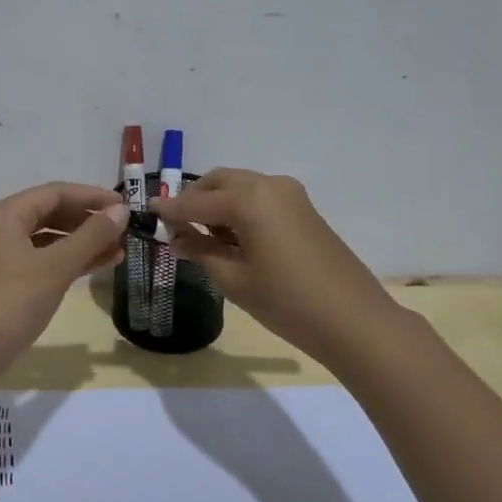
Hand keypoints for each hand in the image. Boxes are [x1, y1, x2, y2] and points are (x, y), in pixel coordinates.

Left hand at [0, 181, 128, 367]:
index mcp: (5, 214)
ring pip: (46, 239)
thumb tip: (121, 212)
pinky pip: (39, 259)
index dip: (92, 197)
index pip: (55, 193)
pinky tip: (94, 268)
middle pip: (50, 213)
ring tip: (118, 251)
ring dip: (81, 243)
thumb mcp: (56, 267)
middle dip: (88, 221)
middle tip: (124, 231)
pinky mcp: (1, 280)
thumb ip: (91, 237)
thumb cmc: (12, 303)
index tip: (125, 207)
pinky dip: (65, 261)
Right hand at [151, 168, 404, 364]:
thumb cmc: (286, 302)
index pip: (195, 201)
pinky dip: (239, 209)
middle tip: (176, 226)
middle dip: (194, 199)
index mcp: (248, 199)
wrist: (354, 320)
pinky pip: (259, 197)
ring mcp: (290, 194)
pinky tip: (232, 238)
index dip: (169, 209)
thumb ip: (200, 251)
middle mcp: (268, 185)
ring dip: (217, 203)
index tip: (146, 211)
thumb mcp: (234, 279)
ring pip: (240, 186)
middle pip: (219, 181)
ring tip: (203, 237)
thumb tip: (176, 237)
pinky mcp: (303, 208)